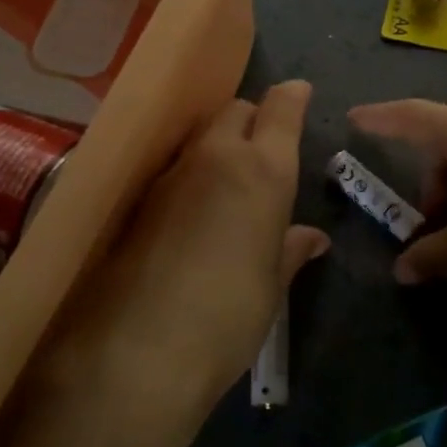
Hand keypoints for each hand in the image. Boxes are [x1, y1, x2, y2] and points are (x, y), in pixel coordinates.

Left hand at [36, 80, 328, 426]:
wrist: (137, 353)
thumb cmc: (229, 317)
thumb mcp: (270, 285)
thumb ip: (289, 251)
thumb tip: (311, 238)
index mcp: (263, 171)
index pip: (280, 109)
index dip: (292, 98)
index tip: (299, 93)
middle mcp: (215, 157)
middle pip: (235, 110)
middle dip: (252, 118)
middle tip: (264, 147)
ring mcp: (169, 175)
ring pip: (199, 136)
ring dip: (217, 144)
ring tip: (228, 179)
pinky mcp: (135, 198)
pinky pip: (172, 167)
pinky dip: (189, 173)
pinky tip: (192, 208)